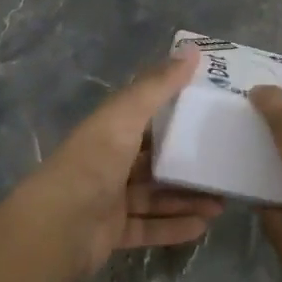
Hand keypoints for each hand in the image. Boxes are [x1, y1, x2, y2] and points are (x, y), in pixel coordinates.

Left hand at [11, 51, 224, 281]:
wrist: (57, 228)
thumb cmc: (93, 163)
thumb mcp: (126, 116)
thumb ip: (158, 86)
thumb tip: (192, 48)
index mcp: (108, 131)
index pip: (145, 118)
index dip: (176, 114)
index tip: (212, 114)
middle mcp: (108, 163)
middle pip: (154, 161)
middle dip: (188, 164)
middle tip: (224, 165)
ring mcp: (110, 200)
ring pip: (155, 197)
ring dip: (187, 199)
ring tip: (222, 202)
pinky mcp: (113, 232)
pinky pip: (149, 228)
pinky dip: (174, 227)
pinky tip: (203, 227)